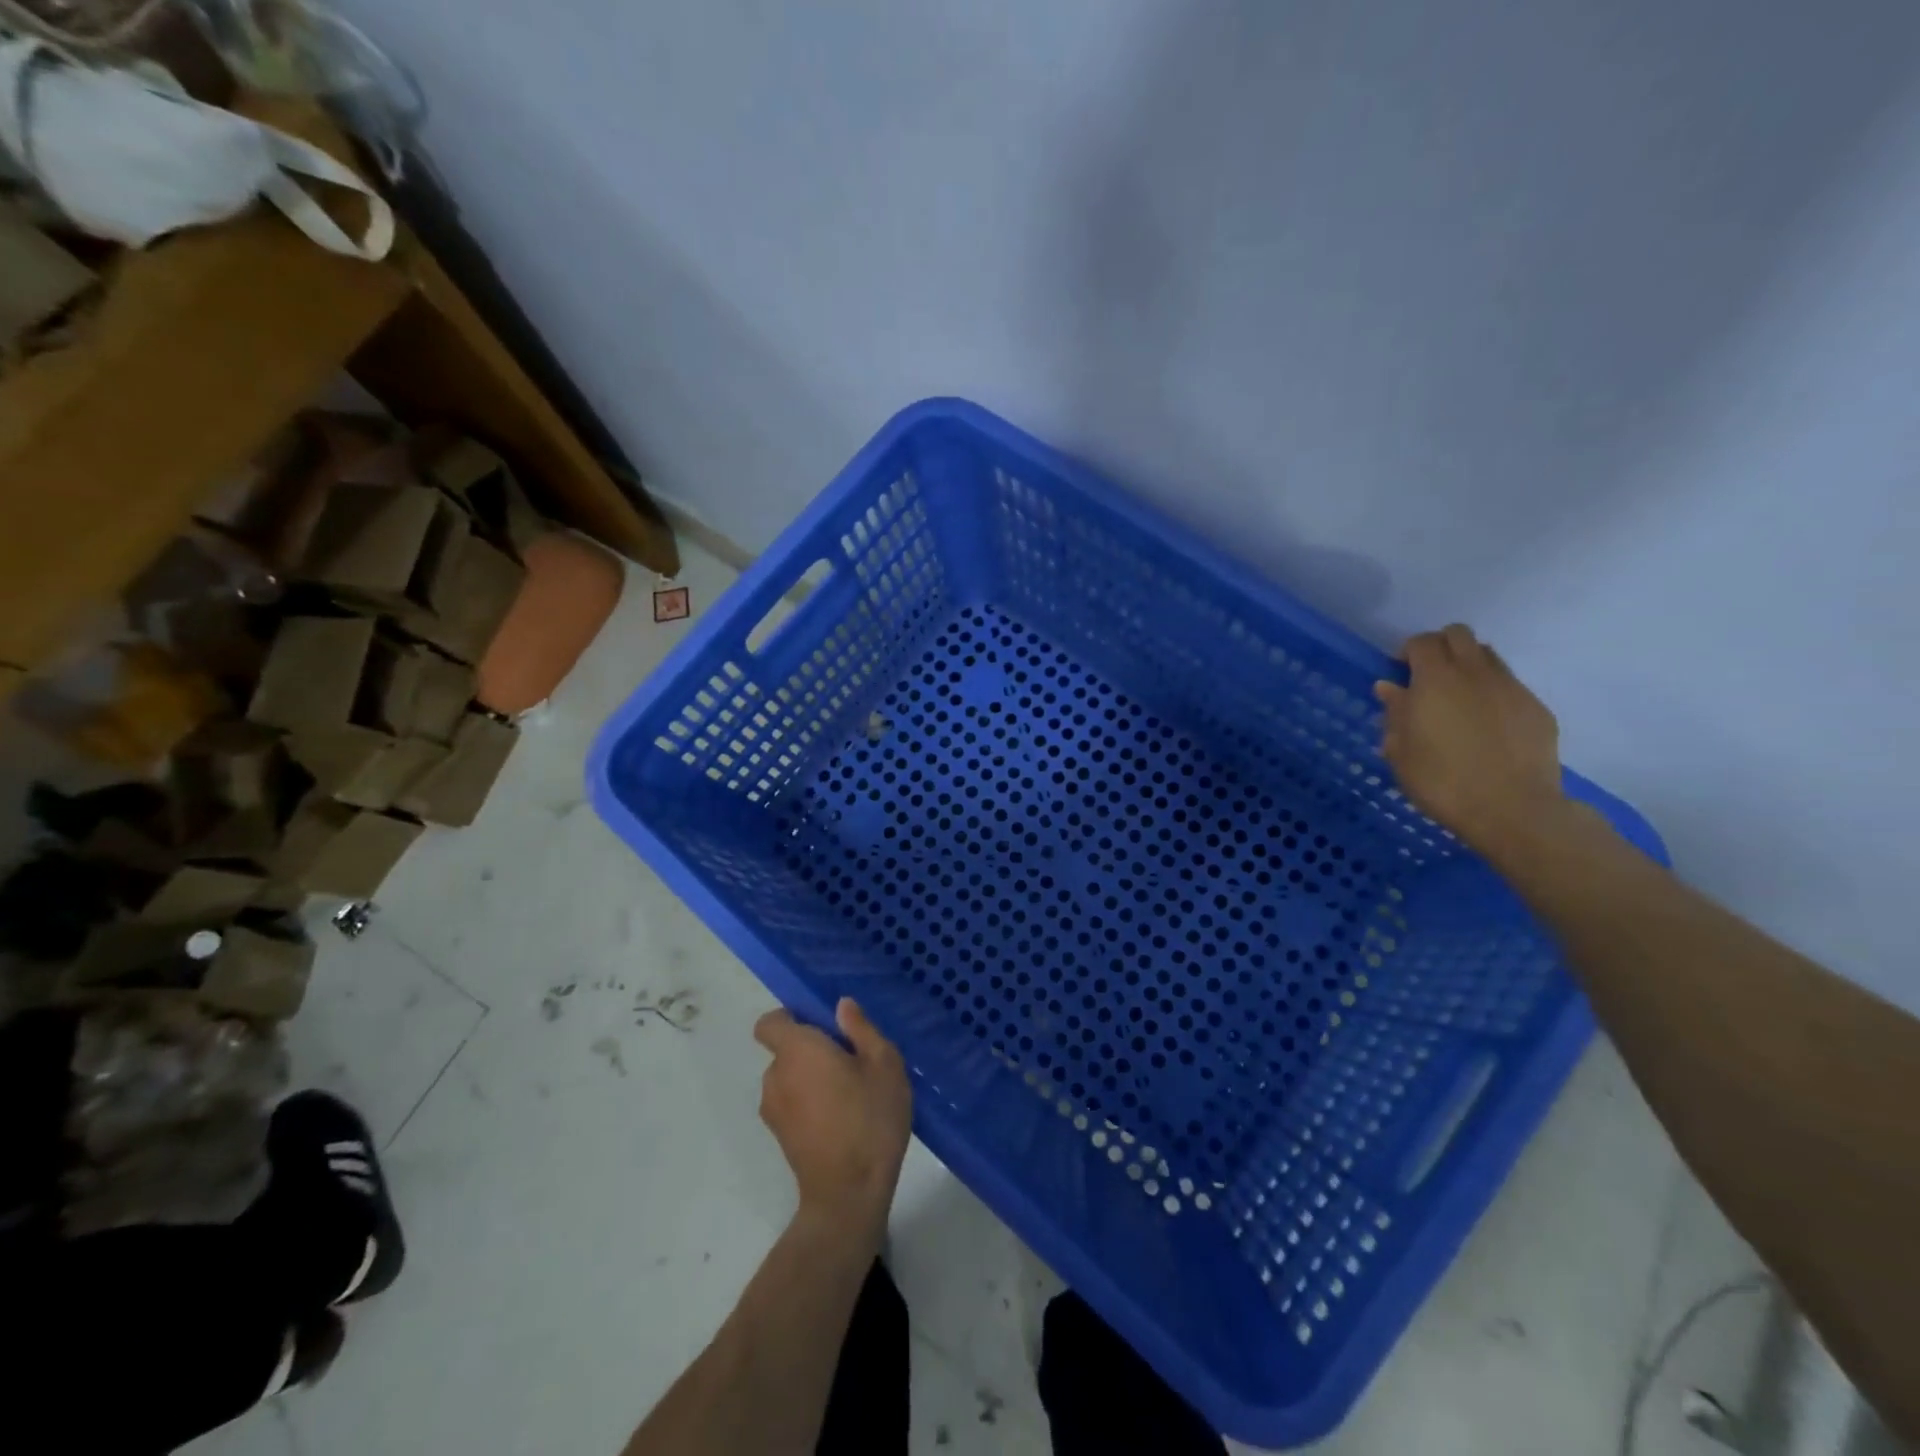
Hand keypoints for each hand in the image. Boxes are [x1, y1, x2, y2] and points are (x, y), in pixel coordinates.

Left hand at [754, 999, 911, 1235]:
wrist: (849, 1195)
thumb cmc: (870, 1118)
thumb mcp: (884, 1063)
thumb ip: (861, 1029)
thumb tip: (841, 1006)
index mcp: (797, 1050)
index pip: (770, 1022)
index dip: (790, 1018)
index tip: (823, 1027)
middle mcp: (775, 1076)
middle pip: (785, 1050)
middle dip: (812, 1050)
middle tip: (851, 1062)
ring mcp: (773, 1110)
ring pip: (790, 1079)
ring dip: (811, 1079)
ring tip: (850, 1094)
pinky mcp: (779, 1137)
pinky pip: (791, 1104)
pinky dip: (809, 1104)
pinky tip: (841, 1119)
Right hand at [1375, 624, 1566, 856]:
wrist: (1511, 809)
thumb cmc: (1441, 781)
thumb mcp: (1400, 751)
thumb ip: (1395, 713)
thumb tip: (1390, 687)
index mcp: (1435, 680)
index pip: (1422, 642)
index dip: (1408, 651)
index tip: (1400, 672)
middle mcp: (1475, 673)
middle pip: (1458, 635)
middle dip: (1440, 646)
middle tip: (1428, 676)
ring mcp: (1511, 688)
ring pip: (1488, 656)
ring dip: (1468, 665)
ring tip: (1458, 698)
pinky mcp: (1537, 708)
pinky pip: (1509, 685)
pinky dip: (1492, 693)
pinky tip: (1486, 725)